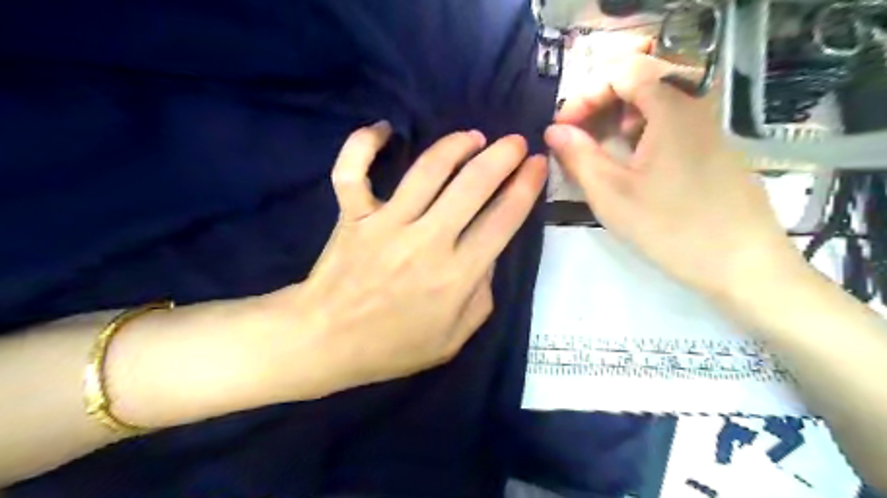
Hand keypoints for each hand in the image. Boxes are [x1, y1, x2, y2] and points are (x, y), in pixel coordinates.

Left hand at [270, 122, 547, 394]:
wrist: (325, 342)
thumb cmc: (392, 346)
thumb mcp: (453, 338)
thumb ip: (481, 296)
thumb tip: (489, 253)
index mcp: (456, 275)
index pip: (503, 220)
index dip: (526, 187)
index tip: (537, 165)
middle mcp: (426, 241)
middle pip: (472, 185)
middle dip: (502, 156)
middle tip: (515, 142)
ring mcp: (385, 224)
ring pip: (427, 170)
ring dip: (456, 145)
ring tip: (473, 137)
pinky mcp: (352, 215)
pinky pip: (353, 170)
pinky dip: (364, 143)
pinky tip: (383, 129)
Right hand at [549, 54, 805, 300]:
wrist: (743, 265)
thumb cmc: (671, 228)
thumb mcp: (611, 194)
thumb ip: (578, 156)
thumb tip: (553, 131)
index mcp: (671, 108)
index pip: (623, 71)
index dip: (585, 94)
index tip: (563, 128)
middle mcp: (696, 105)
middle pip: (641, 79)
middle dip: (601, 102)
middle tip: (578, 133)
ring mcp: (709, 126)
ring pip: (657, 99)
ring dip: (620, 114)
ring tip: (603, 145)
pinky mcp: (714, 147)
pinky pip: (673, 120)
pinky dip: (643, 128)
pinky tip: (635, 158)